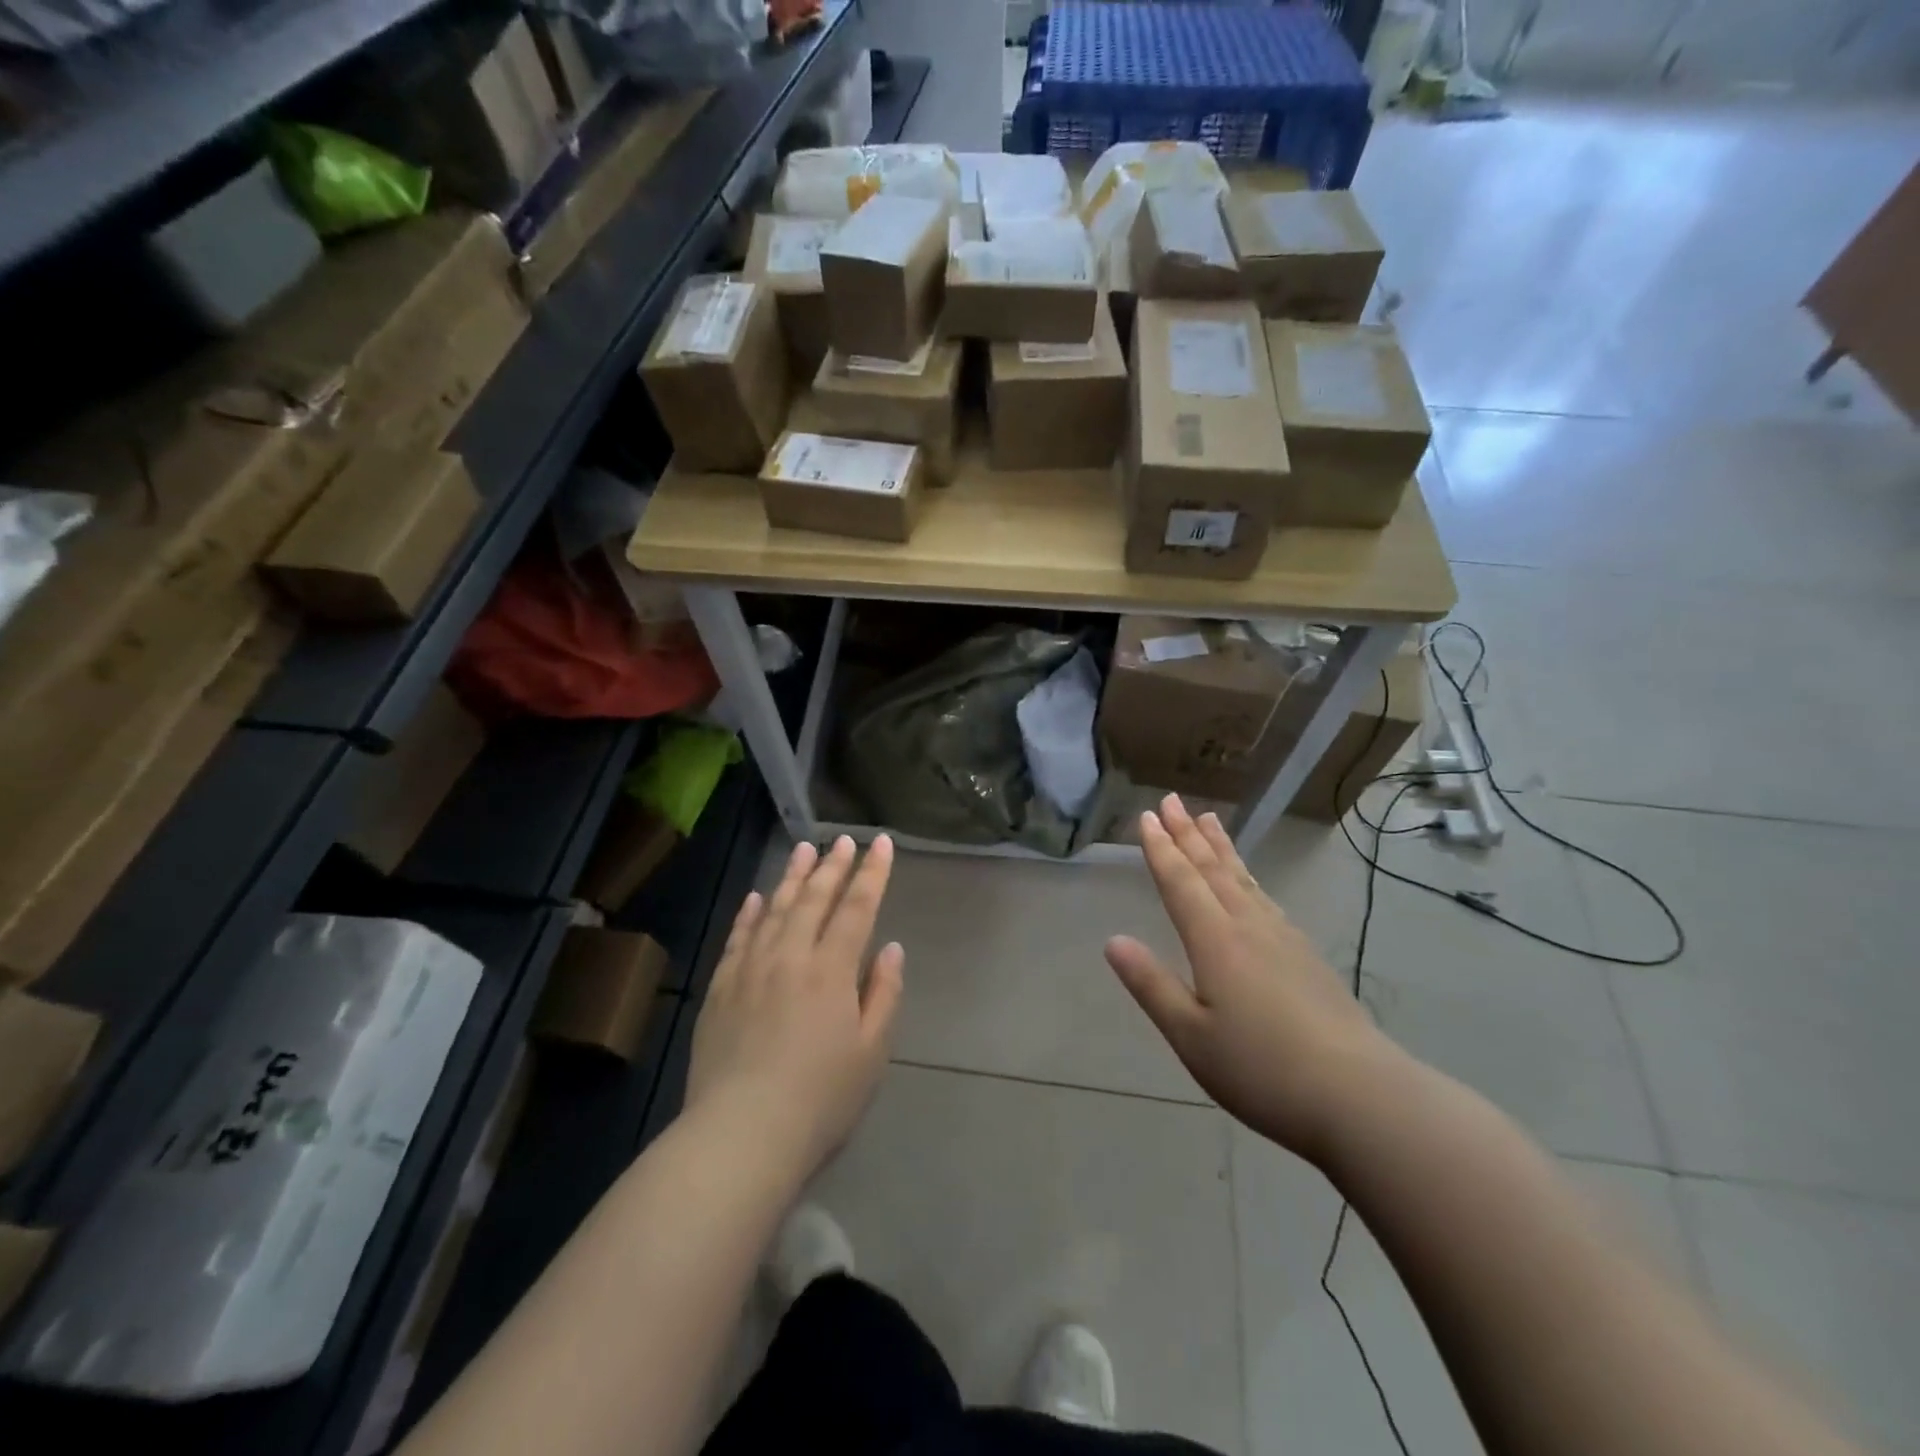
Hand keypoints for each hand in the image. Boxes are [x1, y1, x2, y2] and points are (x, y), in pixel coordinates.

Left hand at [685, 835, 904, 1179]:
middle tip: (844, 839)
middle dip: (833, 866)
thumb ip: (883, 994)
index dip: (872, 874)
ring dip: (792, 878)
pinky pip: (736, 939)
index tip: (881, 844)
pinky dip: (748, 914)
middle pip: (814, 900)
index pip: (857, 909)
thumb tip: (891, 949)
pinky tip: (754, 898)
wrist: (741, 1136)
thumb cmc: (820, 1100)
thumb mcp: (871, 1053)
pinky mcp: (719, 990)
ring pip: (773, 910)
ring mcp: (749, 970)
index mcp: (831, 971)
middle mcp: (790, 957)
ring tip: (804, 850)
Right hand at [1105, 795, 1398, 1162]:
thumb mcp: (1191, 1035)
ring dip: (1221, 848)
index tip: (1147, 816)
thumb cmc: (1262, 1069)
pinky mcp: (1307, 957)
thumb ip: (1151, 984)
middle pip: (1213, 870)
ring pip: (1243, 879)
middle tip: (1173, 800)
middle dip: (1188, 834)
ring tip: (1210, 819)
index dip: (1161, 849)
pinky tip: (1251, 884)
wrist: (1361, 1096)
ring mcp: (1284, 939)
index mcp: (1216, 941)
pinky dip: (1249, 878)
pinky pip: (1266, 899)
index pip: (1181, 882)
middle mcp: (1249, 927)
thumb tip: (1113, 940)